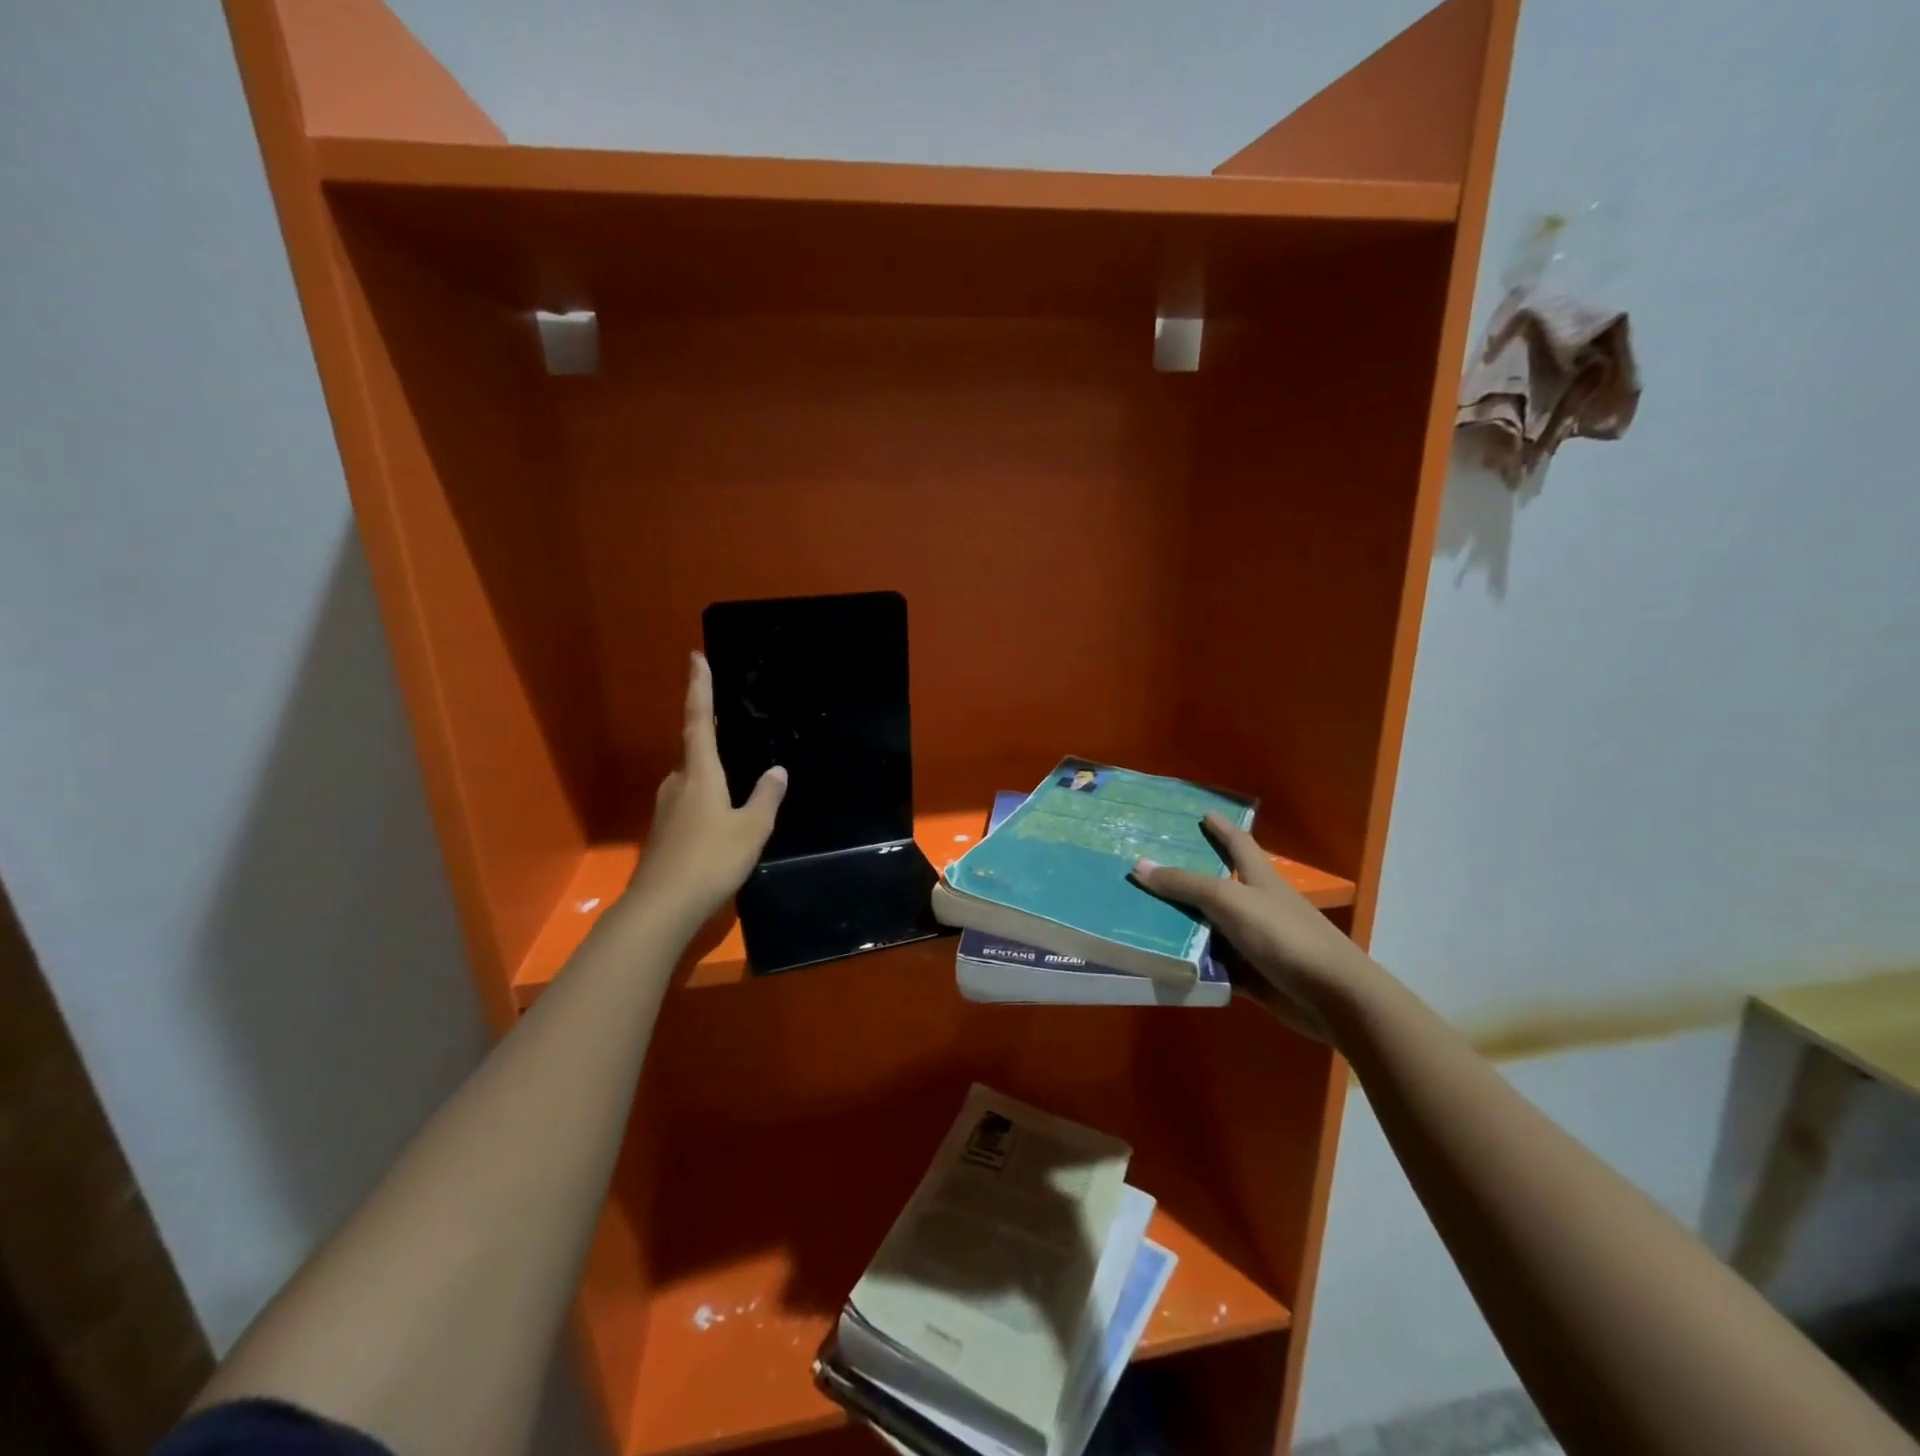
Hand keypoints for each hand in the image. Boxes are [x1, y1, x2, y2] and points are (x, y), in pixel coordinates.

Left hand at [625, 653, 786, 934]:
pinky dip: (705, 801)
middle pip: (693, 751)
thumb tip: (777, 770)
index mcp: (699, 773)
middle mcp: (677, 783)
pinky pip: (688, 804)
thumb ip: (766, 797)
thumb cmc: (712, 860)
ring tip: (735, 787)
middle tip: (733, 733)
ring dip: (710, 776)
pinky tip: (720, 822)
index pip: (699, 720)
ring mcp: (665, 809)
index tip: (695, 656)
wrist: (662, 906)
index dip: (699, 688)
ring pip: (691, 780)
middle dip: (710, 738)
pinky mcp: (662, 832)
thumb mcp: (752, 829)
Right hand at [1133, 814, 1379, 1041]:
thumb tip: (1139, 866)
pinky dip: (1192, 965)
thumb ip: (1185, 885)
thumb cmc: (1283, 935)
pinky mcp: (1252, 976)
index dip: (1221, 828)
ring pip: (1209, 929)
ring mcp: (1254, 943)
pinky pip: (1213, 967)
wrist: (1331, 997)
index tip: (1203, 814)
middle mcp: (1256, 906)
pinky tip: (1162, 963)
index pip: (1238, 844)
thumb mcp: (1229, 901)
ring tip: (1139, 917)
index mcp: (1259, 879)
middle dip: (1185, 880)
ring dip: (1181, 926)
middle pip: (1216, 887)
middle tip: (1147, 870)